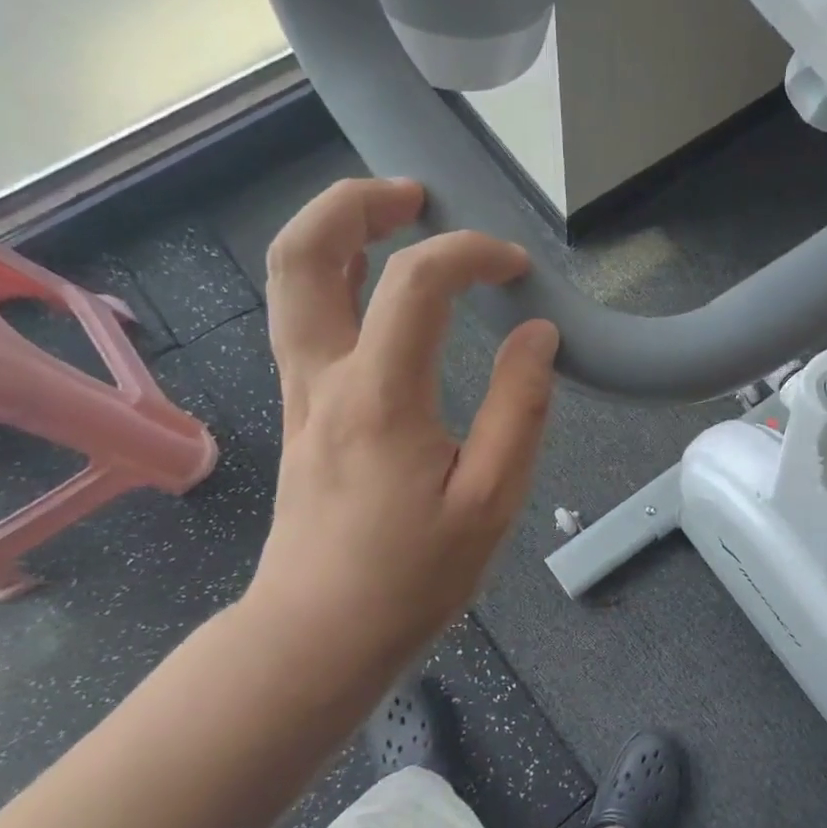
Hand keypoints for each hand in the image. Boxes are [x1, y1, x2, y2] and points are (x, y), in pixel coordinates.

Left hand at [245, 177, 558, 674]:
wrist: (319, 633)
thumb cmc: (412, 576)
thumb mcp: (491, 501)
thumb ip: (520, 409)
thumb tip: (537, 336)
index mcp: (380, 397)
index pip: (417, 282)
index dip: (471, 254)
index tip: (516, 269)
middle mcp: (324, 377)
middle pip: (304, 253)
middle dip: (355, 202)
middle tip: (415, 194)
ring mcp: (300, 391)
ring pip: (289, 280)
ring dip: (336, 230)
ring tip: (395, 217)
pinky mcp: (299, 410)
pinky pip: (302, 316)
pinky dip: (335, 275)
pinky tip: (378, 285)